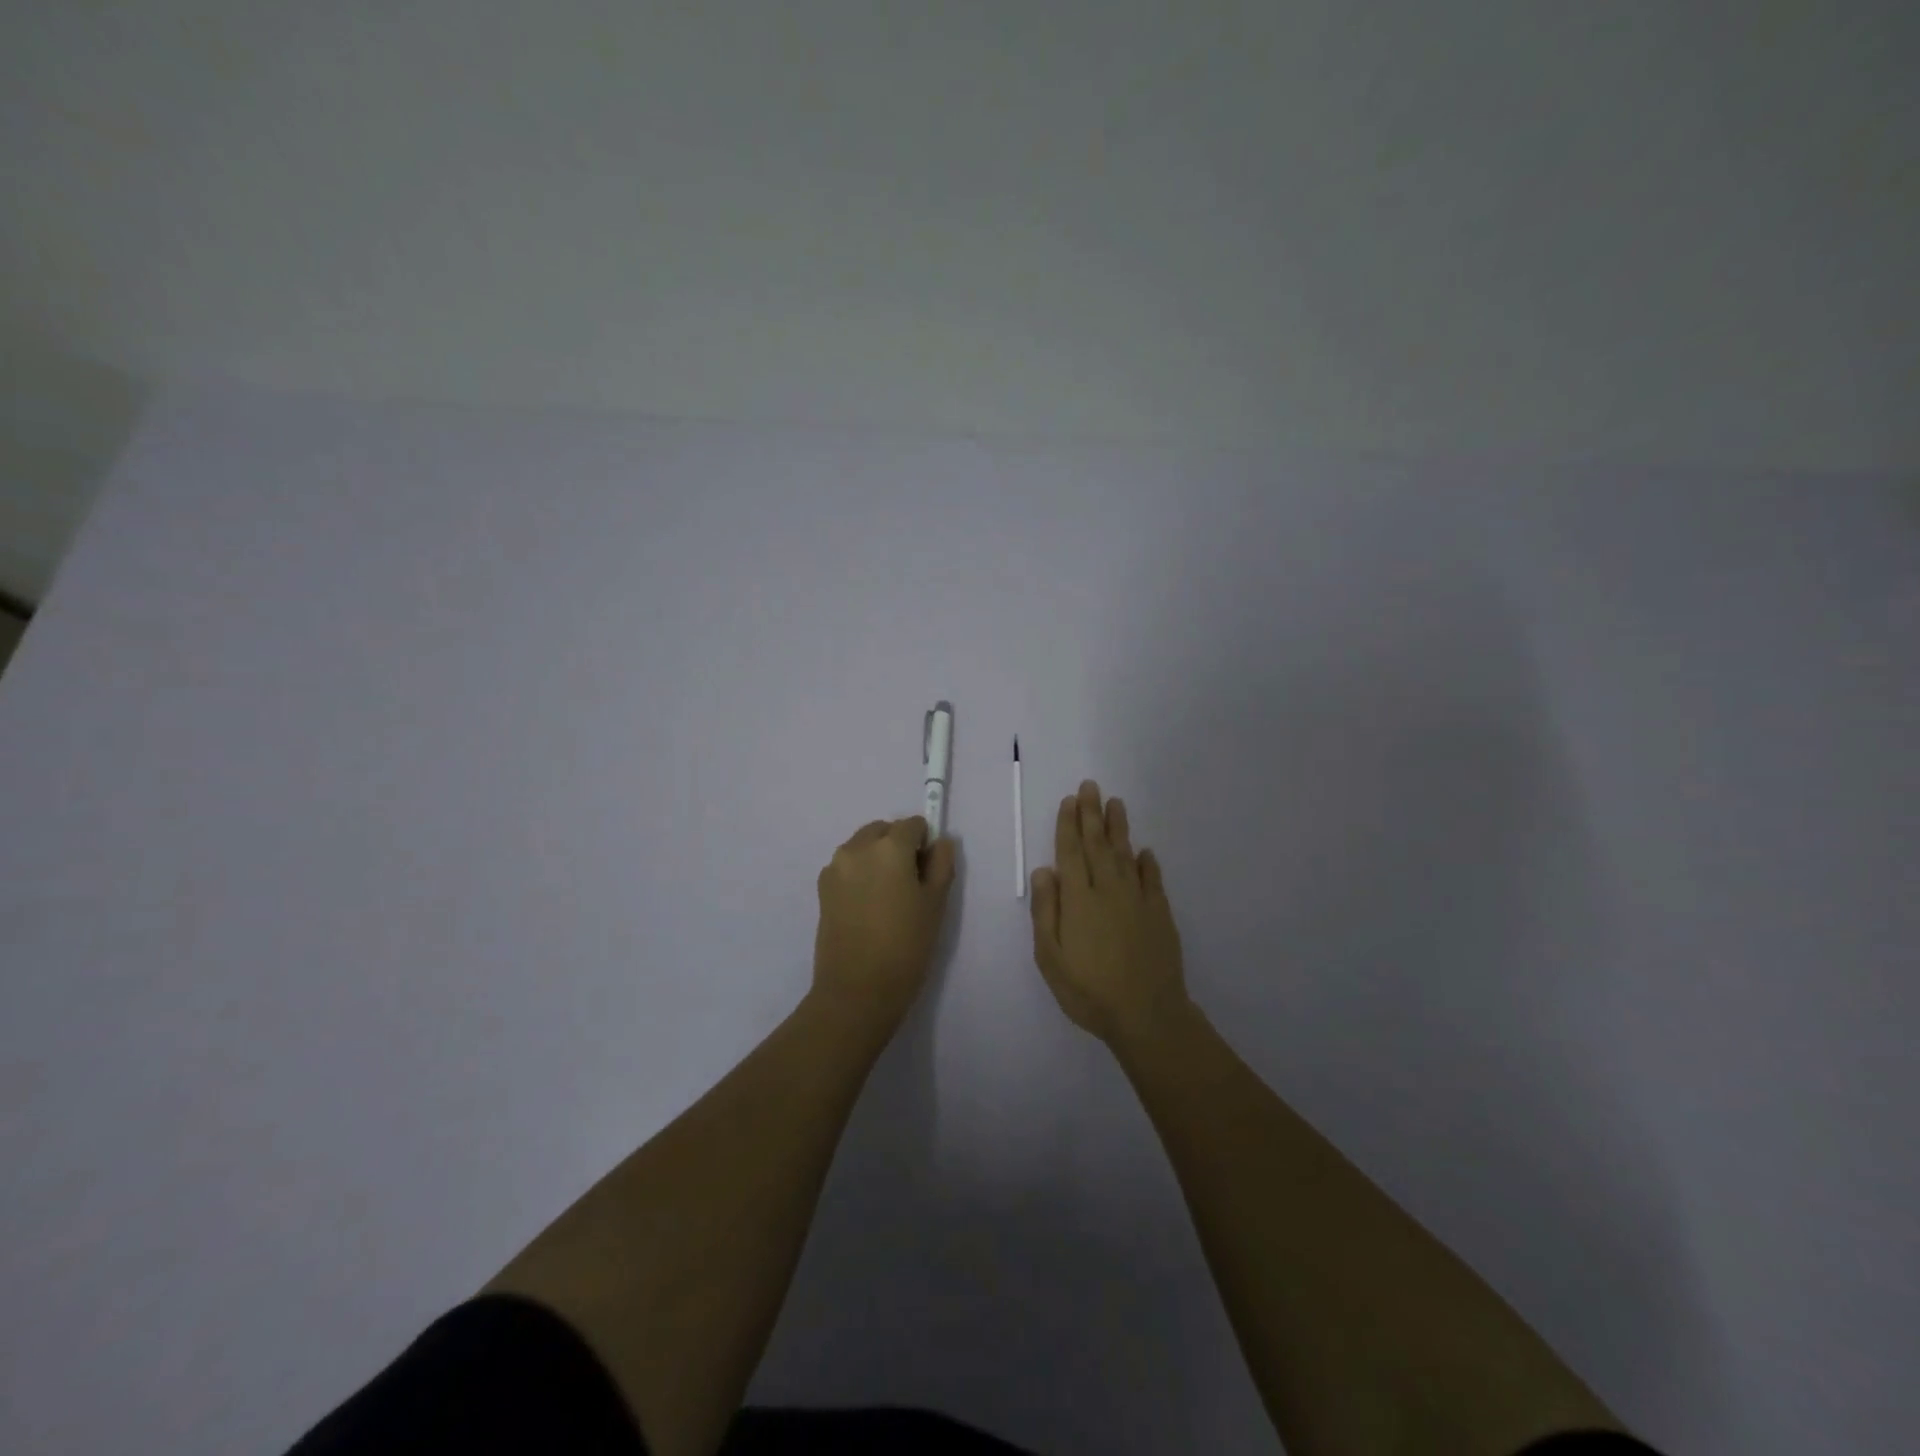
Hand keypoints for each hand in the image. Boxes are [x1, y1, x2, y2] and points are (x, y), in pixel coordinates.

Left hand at [812, 815, 956, 1023]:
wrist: (857, 990)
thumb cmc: (906, 946)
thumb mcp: (936, 904)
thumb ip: (941, 864)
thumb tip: (940, 842)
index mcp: (889, 847)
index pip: (913, 825)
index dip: (925, 844)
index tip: (928, 872)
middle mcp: (857, 848)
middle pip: (883, 830)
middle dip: (898, 845)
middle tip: (909, 884)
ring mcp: (835, 867)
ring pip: (862, 846)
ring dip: (876, 857)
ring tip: (886, 897)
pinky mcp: (822, 888)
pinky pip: (847, 866)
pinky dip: (859, 873)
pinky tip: (867, 907)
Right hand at [1030, 780, 1188, 1046]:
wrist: (1147, 1014)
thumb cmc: (1089, 990)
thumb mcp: (1050, 957)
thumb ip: (1046, 911)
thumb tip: (1044, 871)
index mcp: (1079, 899)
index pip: (1071, 852)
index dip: (1069, 824)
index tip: (1070, 800)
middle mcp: (1108, 890)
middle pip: (1098, 844)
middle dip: (1092, 814)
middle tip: (1091, 786)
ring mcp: (1138, 900)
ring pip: (1126, 854)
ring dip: (1118, 828)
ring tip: (1115, 803)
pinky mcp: (1160, 914)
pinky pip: (1153, 879)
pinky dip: (1147, 863)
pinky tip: (1145, 851)